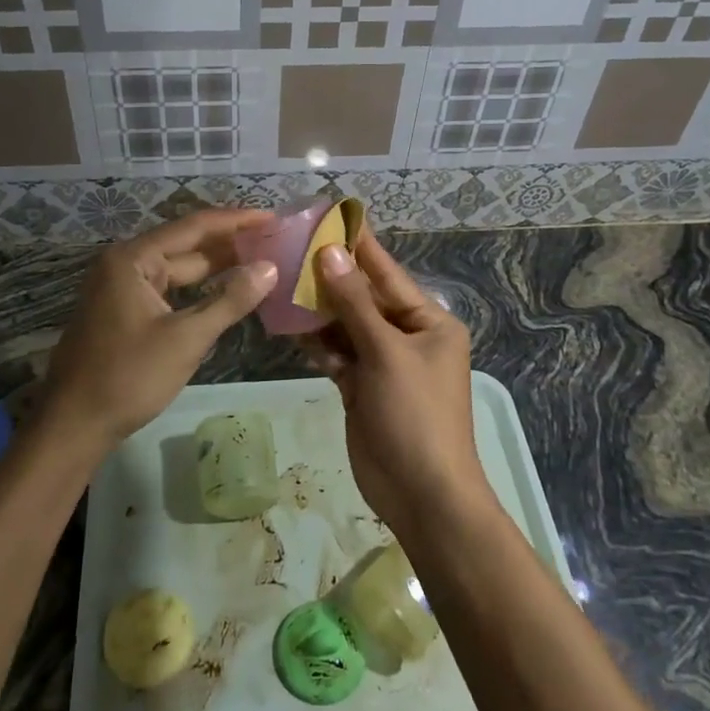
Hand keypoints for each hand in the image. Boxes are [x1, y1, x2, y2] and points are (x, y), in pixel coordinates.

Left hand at [36, 210, 277, 456]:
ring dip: (216, 269)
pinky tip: (226, 294)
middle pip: (186, 246)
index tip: (272, 217)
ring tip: (260, 264)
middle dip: (230, 245)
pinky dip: (197, 291)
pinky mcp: (123, 312)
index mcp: (133, 259)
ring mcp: (122, 288)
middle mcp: (125, 264)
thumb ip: (230, 300)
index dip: (236, 221)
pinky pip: (168, 291)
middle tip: (275, 243)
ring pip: (178, 271)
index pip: (194, 226)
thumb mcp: (186, 339)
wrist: (74, 425)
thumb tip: (269, 267)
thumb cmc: (129, 377)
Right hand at [302, 232, 489, 537]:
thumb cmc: (415, 415)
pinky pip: (338, 354)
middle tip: (291, 248)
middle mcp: (407, 335)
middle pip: (363, 298)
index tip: (331, 215)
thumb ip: (355, 303)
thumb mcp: (387, 353)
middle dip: (330, 277)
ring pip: (346, 325)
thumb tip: (330, 253)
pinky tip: (289, 325)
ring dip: (318, 309)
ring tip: (281, 280)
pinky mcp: (362, 387)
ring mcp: (384, 363)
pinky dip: (318, 343)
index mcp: (428, 321)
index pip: (388, 273)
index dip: (359, 245)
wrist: (422, 494)